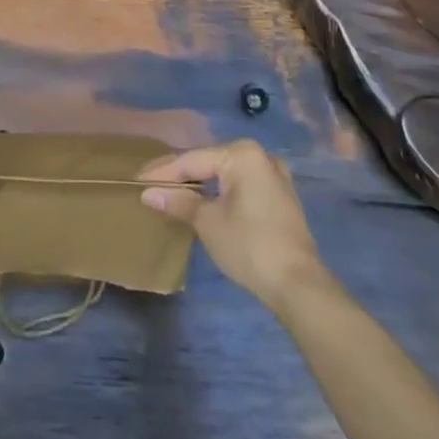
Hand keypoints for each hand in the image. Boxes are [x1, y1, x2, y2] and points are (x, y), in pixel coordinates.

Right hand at [139, 140, 325, 314]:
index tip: (138, 180)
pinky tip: (204, 200)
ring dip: (201, 183)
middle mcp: (260, 156)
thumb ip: (178, 202)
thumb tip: (147, 193)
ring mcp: (274, 175)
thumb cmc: (250, 246)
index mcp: (242, 154)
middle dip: (181, 175)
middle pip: (210, 162)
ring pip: (226, 174)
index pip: (193, 160)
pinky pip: (241, 185)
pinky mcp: (280, 196)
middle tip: (152, 185)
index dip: (164, 172)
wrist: (299, 285)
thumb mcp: (208, 222)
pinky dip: (220, 191)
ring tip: (173, 192)